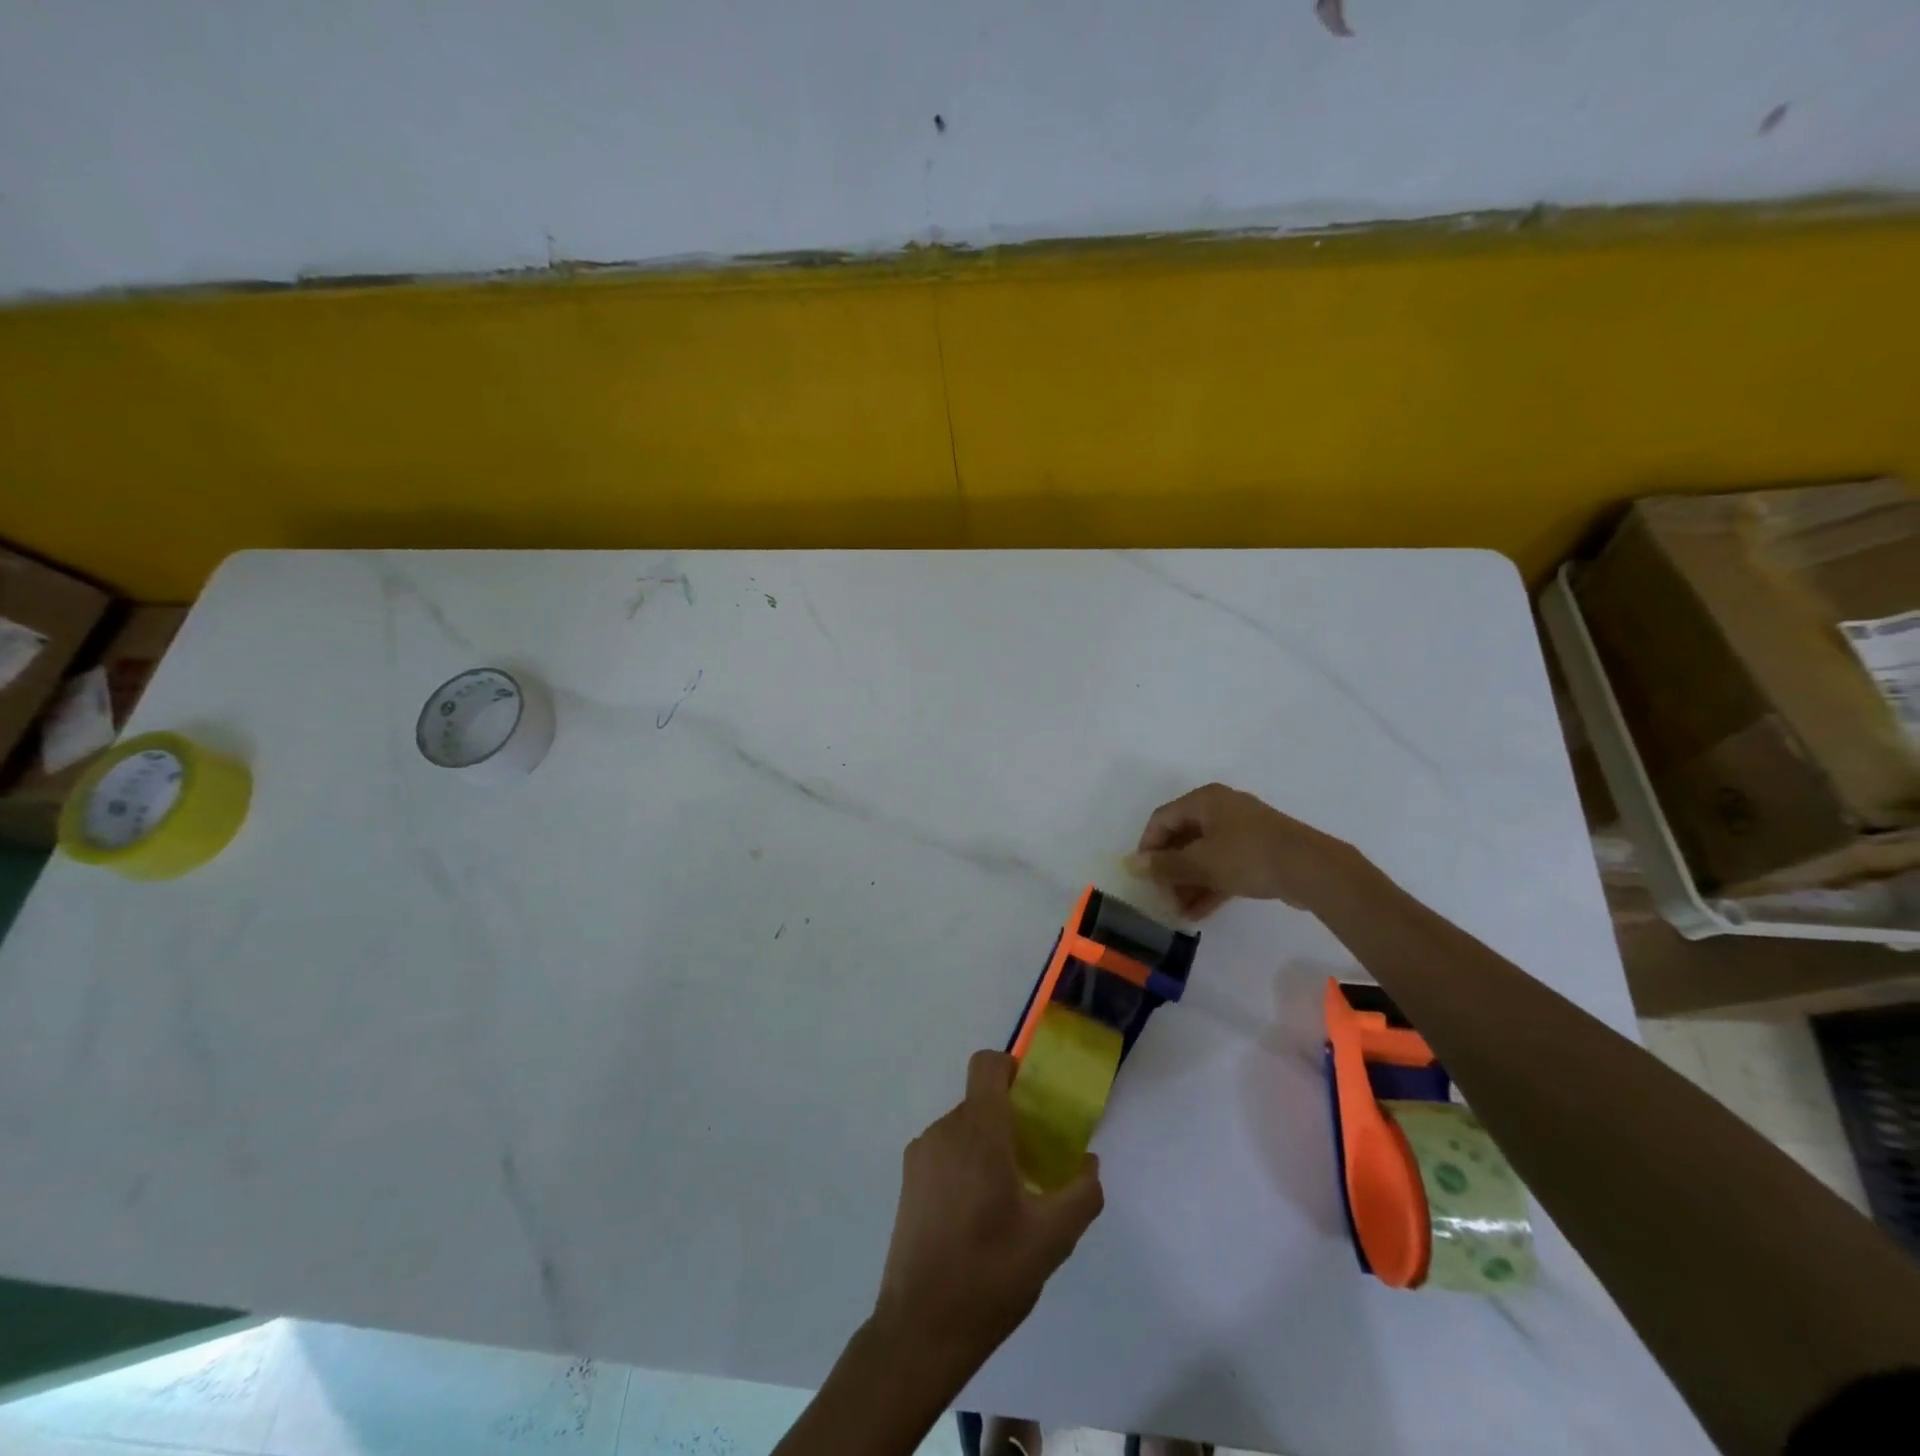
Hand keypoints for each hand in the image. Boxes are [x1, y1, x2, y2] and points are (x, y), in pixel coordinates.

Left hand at [873, 1051, 1104, 1377]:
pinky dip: (966, 1167)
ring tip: (1009, 1202)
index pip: (988, 1064)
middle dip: (1010, 1122)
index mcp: (978, 1130)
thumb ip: (1081, 1193)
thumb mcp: (1052, 1239)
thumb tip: (1089, 1164)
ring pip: (963, 1130)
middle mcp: (945, 1130)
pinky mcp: (908, 1183)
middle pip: (981, 1102)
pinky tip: (979, 1219)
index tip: (1035, 1103)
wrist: (920, 1330)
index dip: (1012, 1070)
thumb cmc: (990, 1274)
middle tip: (1036, 1165)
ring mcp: (921, 1156)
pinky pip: (945, 1154)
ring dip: (988, 1148)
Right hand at [1124, 782, 1363, 918]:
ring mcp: (1242, 830)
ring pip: (1203, 855)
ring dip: (1188, 882)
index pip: (1162, 819)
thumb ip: (1164, 865)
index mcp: (1204, 800)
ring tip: (1179, 911)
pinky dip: (1209, 885)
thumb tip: (1131, 864)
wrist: (1311, 868)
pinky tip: (1198, 913)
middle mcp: (1221, 809)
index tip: (1143, 876)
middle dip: (1169, 870)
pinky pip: (1224, 865)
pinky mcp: (1258, 852)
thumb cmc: (1247, 856)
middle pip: (1182, 838)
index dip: (1148, 847)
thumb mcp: (1200, 862)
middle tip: (1163, 897)